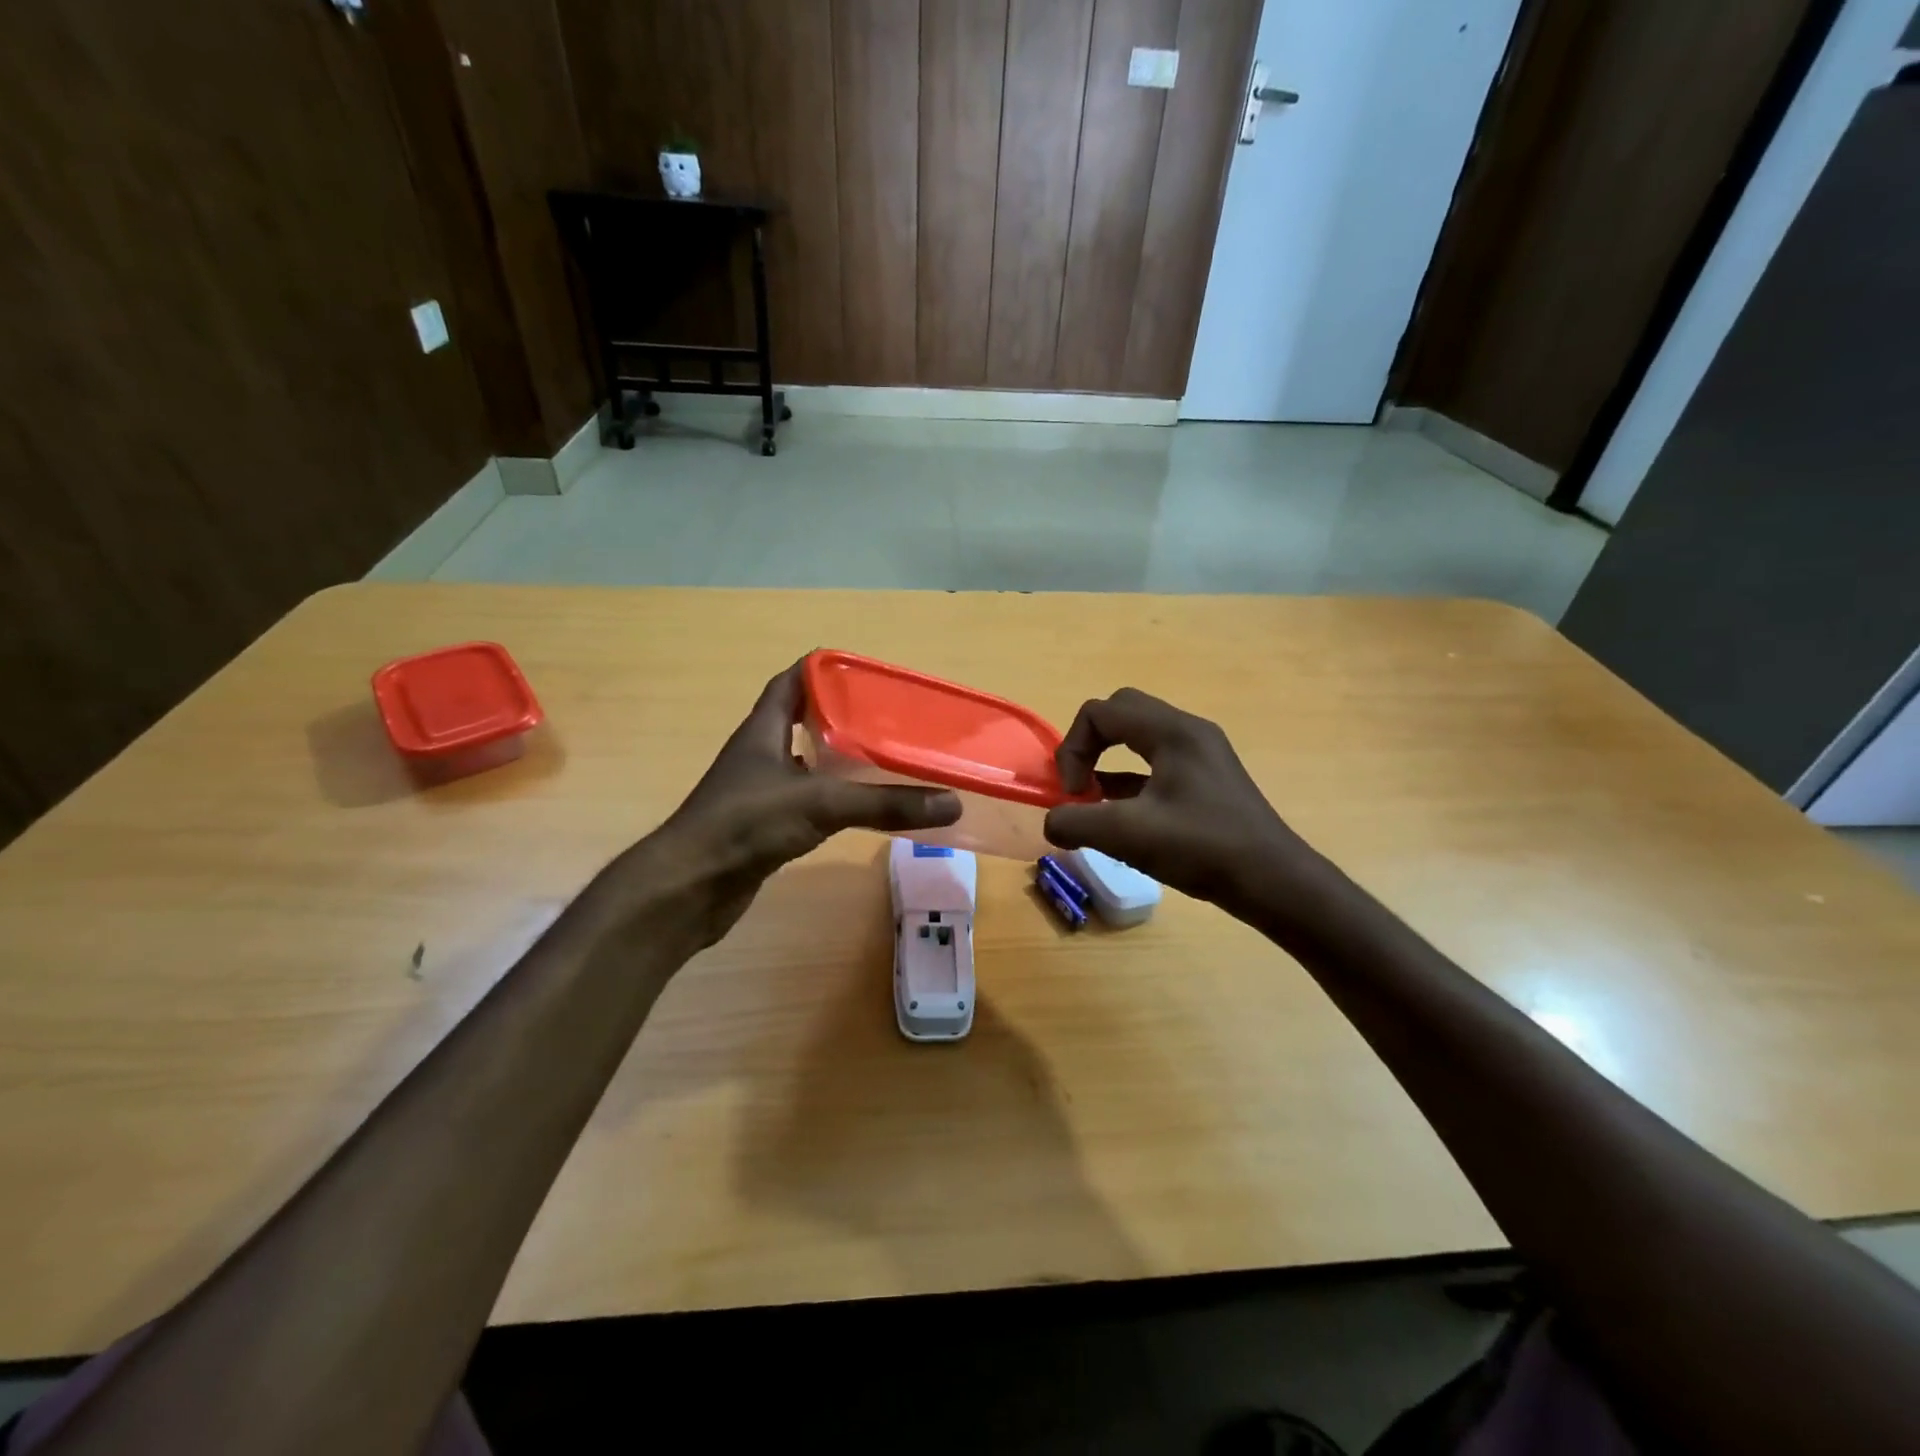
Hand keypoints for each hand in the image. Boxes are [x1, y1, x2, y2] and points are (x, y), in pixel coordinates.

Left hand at [616, 661, 960, 946]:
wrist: (688, 888)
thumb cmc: (745, 825)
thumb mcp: (820, 804)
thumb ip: (883, 803)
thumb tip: (951, 801)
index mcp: (763, 730)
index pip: (791, 681)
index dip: (823, 669)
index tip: (865, 672)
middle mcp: (759, 754)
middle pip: (801, 719)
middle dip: (840, 713)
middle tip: (887, 715)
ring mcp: (759, 791)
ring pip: (805, 762)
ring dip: (837, 755)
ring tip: (883, 755)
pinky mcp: (764, 826)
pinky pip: (805, 799)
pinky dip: (832, 796)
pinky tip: (858, 805)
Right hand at [1043, 688, 1311, 911]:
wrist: (1275, 882)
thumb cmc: (1203, 849)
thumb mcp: (1128, 836)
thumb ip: (1076, 823)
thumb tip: (1052, 822)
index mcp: (1171, 732)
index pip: (1100, 712)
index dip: (1074, 750)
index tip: (1075, 794)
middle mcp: (1188, 732)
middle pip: (1120, 714)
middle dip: (1089, 746)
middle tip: (1080, 787)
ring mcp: (1201, 754)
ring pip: (1139, 738)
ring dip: (1108, 763)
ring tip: (1094, 805)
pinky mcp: (1207, 779)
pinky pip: (1156, 763)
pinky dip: (1130, 781)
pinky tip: (1122, 817)